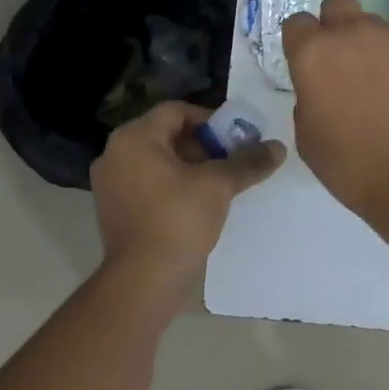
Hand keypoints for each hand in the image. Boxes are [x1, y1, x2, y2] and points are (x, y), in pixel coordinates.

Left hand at [90, 102, 284, 289]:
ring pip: (158, 161)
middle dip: (203, 145)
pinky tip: (199, 204)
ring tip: (220, 183)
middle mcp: (115, 154)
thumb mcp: (219, 185)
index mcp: (134, 138)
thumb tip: (278, 147)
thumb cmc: (179, 219)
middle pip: (166, 135)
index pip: (176, 111)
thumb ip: (248, 161)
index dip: (210, 119)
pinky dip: (173, 186)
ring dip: (190, 167)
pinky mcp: (114, 210)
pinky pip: (148, 184)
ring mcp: (110, 184)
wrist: (144, 279)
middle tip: (232, 159)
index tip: (235, 138)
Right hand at [282, 0, 388, 240]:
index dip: (300, 42)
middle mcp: (353, 34)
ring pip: (374, 25)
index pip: (297, 23)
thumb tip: (322, 88)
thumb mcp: (308, 137)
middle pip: (338, 6)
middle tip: (341, 60)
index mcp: (314, 54)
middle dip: (335, 25)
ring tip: (379, 82)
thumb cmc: (352, 165)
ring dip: (369, 45)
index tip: (307, 63)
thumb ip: (308, 98)